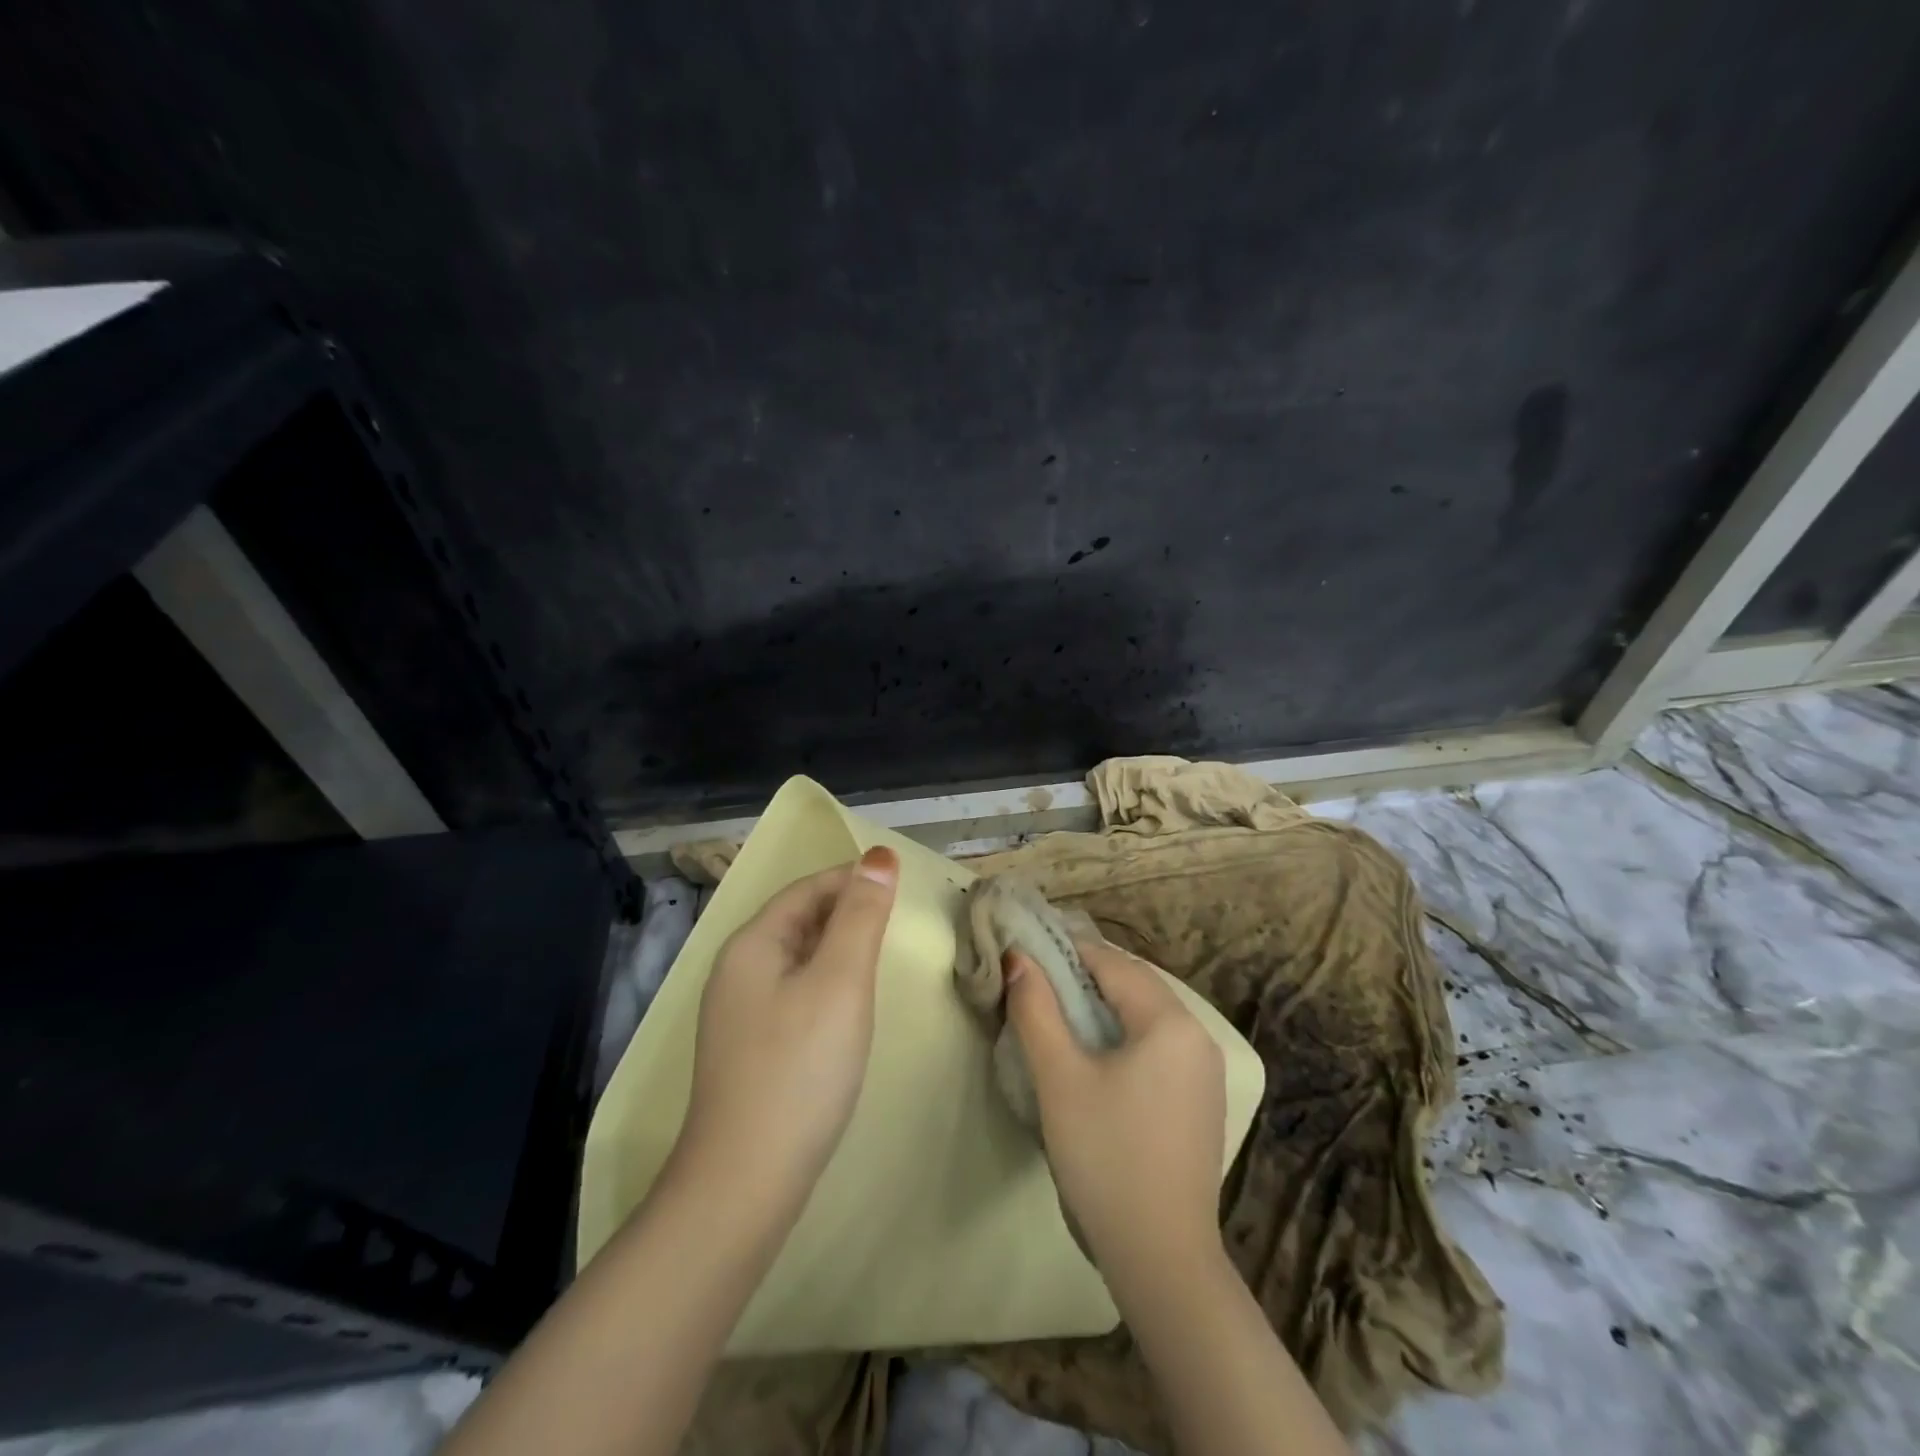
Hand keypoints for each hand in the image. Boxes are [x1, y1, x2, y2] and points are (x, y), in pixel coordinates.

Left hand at [675, 846, 899, 1199]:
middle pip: (798, 920)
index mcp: (752, 944)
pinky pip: (793, 993)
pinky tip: (848, 1006)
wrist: (745, 1183)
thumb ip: (861, 916)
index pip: (807, 889)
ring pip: (796, 959)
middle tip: (899, 922)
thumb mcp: (841, 981)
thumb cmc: (800, 1069)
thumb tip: (878, 856)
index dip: (853, 878)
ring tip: (881, 956)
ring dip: (838, 947)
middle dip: (847, 911)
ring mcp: (738, 1014)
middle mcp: (736, 971)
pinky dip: (825, 983)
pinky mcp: (749, 1050)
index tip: (901, 884)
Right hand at [1005, 937, 1226, 1277]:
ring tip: (1057, 1015)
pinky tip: (1095, 1057)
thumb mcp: (1060, 1078)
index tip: (1025, 953)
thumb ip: (1036, 1010)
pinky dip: (1124, 1035)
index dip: (1065, 952)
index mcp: (1170, 1022)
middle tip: (1035, 983)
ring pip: (1146, 1015)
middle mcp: (1198, 1036)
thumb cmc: (1106, 1157)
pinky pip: (1158, 1046)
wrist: (1162, 1259)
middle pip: (1134, 984)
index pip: (1112, 963)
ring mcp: (1205, 1072)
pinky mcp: (1201, 1102)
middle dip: (1084, 976)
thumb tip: (1019, 959)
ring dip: (1104, 1005)